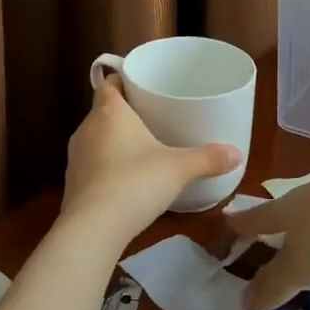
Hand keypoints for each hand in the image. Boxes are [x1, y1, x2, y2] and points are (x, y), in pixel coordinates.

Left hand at [60, 76, 241, 242]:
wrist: (92, 229)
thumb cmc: (134, 183)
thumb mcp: (178, 169)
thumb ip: (207, 158)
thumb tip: (238, 153)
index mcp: (110, 112)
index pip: (109, 83)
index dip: (123, 81)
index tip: (142, 86)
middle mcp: (87, 128)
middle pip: (103, 110)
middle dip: (124, 112)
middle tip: (151, 116)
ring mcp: (75, 157)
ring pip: (95, 137)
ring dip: (113, 140)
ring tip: (140, 147)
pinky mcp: (72, 183)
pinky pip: (91, 164)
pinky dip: (106, 166)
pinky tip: (125, 179)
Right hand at [240, 156, 309, 309]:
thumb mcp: (301, 270)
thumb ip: (273, 286)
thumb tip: (243, 302)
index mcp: (284, 211)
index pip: (255, 218)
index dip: (240, 224)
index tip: (226, 220)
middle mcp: (307, 194)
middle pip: (285, 207)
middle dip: (277, 219)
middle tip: (271, 229)